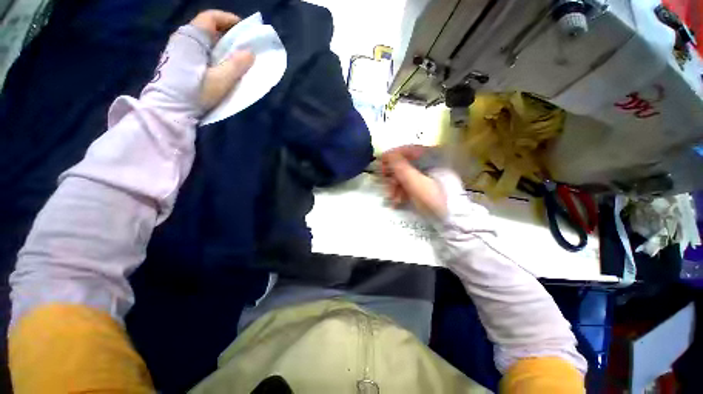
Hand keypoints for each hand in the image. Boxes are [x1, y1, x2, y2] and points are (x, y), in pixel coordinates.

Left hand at [142, 10, 254, 117]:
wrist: (168, 109)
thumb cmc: (194, 93)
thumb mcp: (220, 80)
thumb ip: (236, 65)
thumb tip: (250, 52)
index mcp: (192, 38)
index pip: (210, 17)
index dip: (229, 19)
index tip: (244, 29)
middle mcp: (182, 39)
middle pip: (206, 27)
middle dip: (226, 32)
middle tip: (242, 44)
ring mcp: (177, 50)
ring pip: (202, 39)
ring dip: (219, 43)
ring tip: (233, 55)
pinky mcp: (177, 61)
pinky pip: (197, 49)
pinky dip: (211, 51)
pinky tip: (218, 64)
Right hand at [380, 145, 447, 218]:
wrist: (452, 220)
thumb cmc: (434, 200)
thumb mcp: (415, 183)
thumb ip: (400, 167)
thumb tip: (387, 153)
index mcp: (432, 156)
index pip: (407, 150)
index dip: (392, 156)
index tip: (380, 165)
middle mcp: (431, 161)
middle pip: (405, 163)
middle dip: (393, 176)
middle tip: (386, 186)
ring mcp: (429, 174)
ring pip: (406, 175)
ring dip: (396, 186)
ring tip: (392, 199)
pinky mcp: (427, 184)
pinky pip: (410, 183)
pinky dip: (402, 191)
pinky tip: (398, 201)